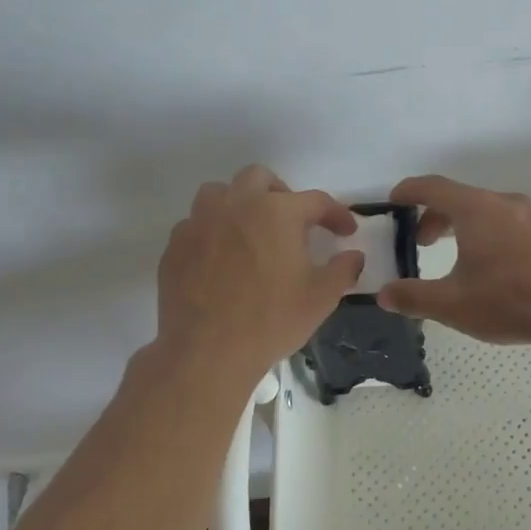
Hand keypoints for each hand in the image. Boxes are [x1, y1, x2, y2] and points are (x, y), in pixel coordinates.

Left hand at [157, 165, 363, 380]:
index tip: (346, 231)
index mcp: (277, 212)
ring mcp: (200, 222)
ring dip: (239, 203)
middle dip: (281, 193)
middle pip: (260, 178)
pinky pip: (195, 223)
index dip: (336, 214)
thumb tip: (354, 256)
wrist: (207, 352)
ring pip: (220, 192)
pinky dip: (212, 231)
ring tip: (250, 231)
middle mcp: (237, 204)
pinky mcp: (176, 245)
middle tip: (292, 222)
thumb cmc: (271, 320)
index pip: (315, 201)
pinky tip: (220, 256)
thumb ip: (343, 270)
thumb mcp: (321, 298)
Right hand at [375, 175, 530, 345]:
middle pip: (460, 197)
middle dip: (434, 216)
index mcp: (476, 209)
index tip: (393, 201)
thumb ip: (414, 297)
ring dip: (463, 226)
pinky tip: (492, 267)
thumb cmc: (510, 300)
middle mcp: (503, 202)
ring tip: (455, 256)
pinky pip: (507, 222)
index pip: (432, 187)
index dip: (408, 191)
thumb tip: (384, 294)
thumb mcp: (453, 304)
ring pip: (486, 210)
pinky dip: (487, 233)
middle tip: (421, 242)